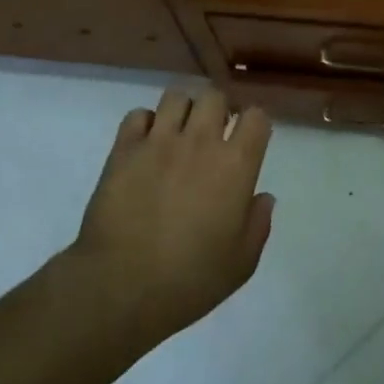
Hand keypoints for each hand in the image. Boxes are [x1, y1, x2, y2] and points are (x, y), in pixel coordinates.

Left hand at [64, 86, 274, 356]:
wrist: (121, 287)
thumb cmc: (189, 280)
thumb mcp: (241, 263)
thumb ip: (258, 224)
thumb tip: (262, 197)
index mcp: (235, 165)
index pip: (256, 117)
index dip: (254, 123)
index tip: (249, 139)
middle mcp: (200, 141)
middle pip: (215, 96)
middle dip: (218, 109)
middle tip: (213, 133)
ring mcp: (159, 141)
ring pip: (176, 97)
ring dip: (182, 110)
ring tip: (178, 133)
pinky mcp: (125, 148)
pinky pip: (138, 115)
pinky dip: (145, 124)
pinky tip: (146, 145)